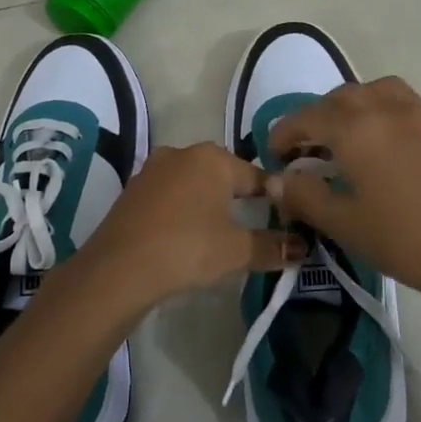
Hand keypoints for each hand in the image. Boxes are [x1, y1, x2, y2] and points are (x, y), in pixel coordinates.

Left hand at [75, 143, 302, 310]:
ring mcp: (152, 170)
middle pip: (223, 174)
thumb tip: (302, 247)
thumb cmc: (187, 249)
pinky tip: (185, 235)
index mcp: (213, 158)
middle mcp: (182, 153)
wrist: (118, 269)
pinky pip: (169, 196)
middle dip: (238, 197)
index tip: (286, 218)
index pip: (256, 175)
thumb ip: (272, 246)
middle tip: (252, 227)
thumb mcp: (236, 251)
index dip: (274, 198)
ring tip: (219, 233)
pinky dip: (182, 211)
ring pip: (193, 183)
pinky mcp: (132, 191)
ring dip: (207, 203)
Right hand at [265, 76, 420, 314]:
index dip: (284, 134)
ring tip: (346, 136)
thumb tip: (276, 180)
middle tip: (306, 149)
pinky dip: (381, 110)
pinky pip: (403, 102)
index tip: (274, 156)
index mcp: (357, 130)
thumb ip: (304, 196)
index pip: (307, 118)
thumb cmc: (405, 241)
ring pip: (375, 91)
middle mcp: (387, 109)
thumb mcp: (345, 224)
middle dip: (315, 118)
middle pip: (340, 98)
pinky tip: (384, 144)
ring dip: (351, 106)